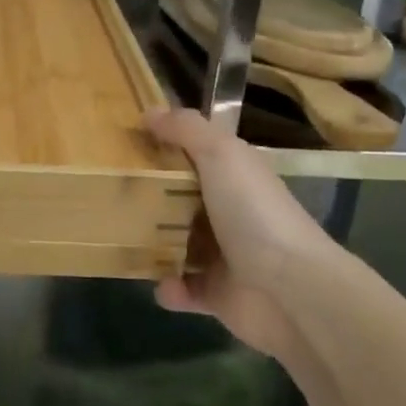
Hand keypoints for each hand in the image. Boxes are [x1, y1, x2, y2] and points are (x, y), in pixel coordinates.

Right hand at [144, 107, 340, 362]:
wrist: (291, 289)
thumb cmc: (254, 213)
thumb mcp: (220, 155)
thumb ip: (185, 129)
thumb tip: (149, 111)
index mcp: (235, 175)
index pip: (197, 155)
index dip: (166, 147)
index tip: (127, 145)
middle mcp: (231, 212)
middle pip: (182, 200)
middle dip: (151, 199)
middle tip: (115, 195)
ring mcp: (226, 255)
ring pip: (178, 244)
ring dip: (154, 245)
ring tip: (124, 240)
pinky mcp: (219, 295)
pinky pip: (184, 289)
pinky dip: (170, 288)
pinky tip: (162, 284)